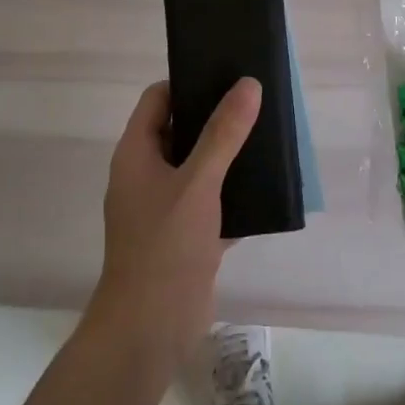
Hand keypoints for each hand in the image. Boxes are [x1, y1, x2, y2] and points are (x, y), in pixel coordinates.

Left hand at [85, 77, 261, 367]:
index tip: (226, 74)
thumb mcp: (198, 182)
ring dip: (229, 154)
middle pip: (181, 129)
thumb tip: (248, 84)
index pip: (158, 99)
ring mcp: (165, 207)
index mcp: (136, 154)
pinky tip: (268, 185)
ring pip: (200, 166)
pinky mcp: (186, 235)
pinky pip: (213, 201)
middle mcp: (147, 175)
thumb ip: (224, 133)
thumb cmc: (165, 245)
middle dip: (216, 117)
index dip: (187, 83)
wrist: (150, 329)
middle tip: (256, 100)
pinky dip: (235, 192)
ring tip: (268, 135)